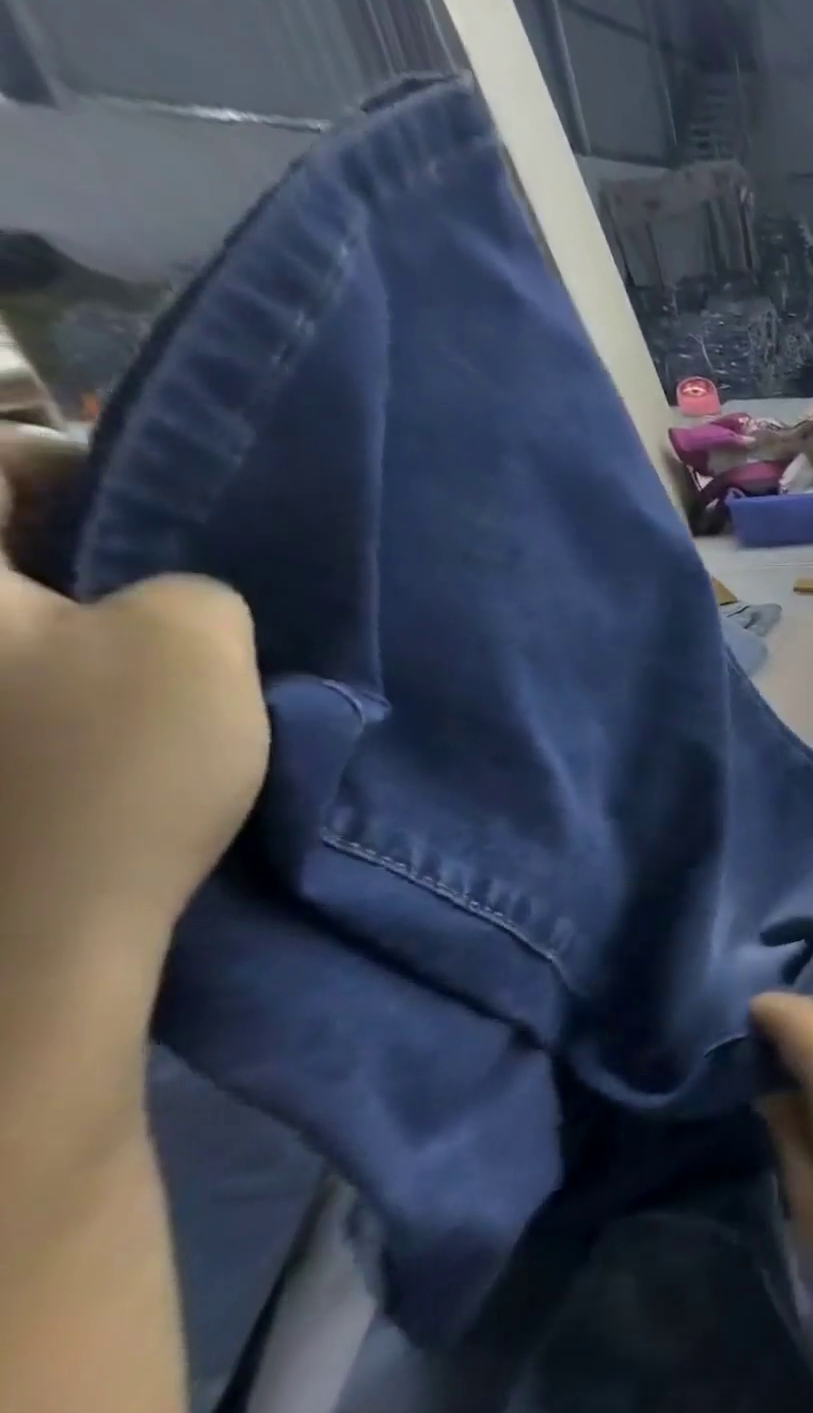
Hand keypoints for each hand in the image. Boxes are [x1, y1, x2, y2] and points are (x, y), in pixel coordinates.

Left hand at [0, 426, 267, 957]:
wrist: (20, 947)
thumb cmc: (106, 772)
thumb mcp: (194, 646)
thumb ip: (194, 585)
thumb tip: (162, 596)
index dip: (87, 465)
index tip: (171, 516)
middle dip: (88, 550)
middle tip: (178, 591)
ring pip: (11, 620)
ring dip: (82, 620)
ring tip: (161, 657)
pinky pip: (14, 679)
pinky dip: (58, 675)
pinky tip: (118, 712)